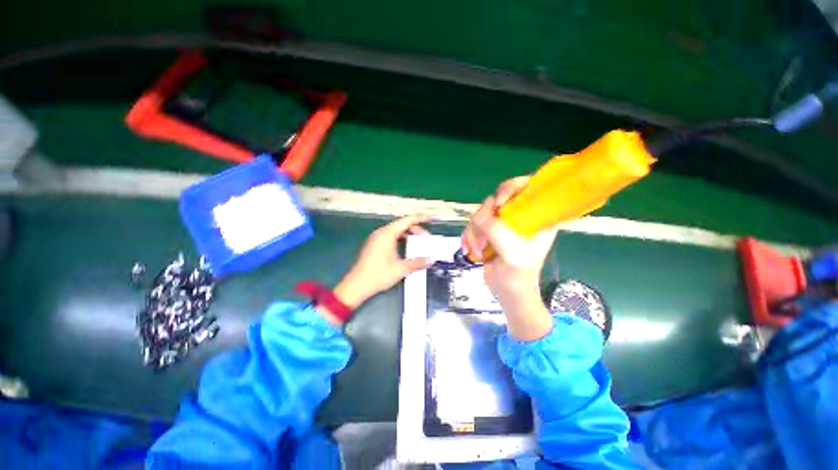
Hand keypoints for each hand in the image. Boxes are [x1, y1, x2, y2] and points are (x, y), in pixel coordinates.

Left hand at [334, 215, 431, 310]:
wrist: (357, 285)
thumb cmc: (379, 274)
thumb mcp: (401, 269)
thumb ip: (417, 263)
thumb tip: (430, 260)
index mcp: (387, 234)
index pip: (406, 220)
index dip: (420, 218)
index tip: (430, 218)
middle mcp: (381, 233)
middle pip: (401, 225)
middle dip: (415, 229)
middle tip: (426, 238)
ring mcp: (376, 238)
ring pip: (396, 231)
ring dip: (408, 234)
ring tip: (418, 242)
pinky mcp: (374, 245)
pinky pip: (390, 236)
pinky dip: (400, 238)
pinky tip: (406, 247)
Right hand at [461, 177, 558, 339]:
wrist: (507, 292)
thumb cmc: (518, 275)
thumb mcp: (511, 252)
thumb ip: (496, 230)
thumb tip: (479, 216)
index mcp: (535, 217)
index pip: (527, 187)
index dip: (512, 187)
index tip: (500, 203)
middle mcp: (518, 216)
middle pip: (496, 199)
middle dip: (485, 219)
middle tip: (484, 238)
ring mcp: (502, 224)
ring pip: (480, 214)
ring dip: (475, 232)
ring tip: (479, 250)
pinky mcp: (488, 232)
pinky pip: (472, 225)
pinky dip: (469, 237)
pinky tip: (472, 251)